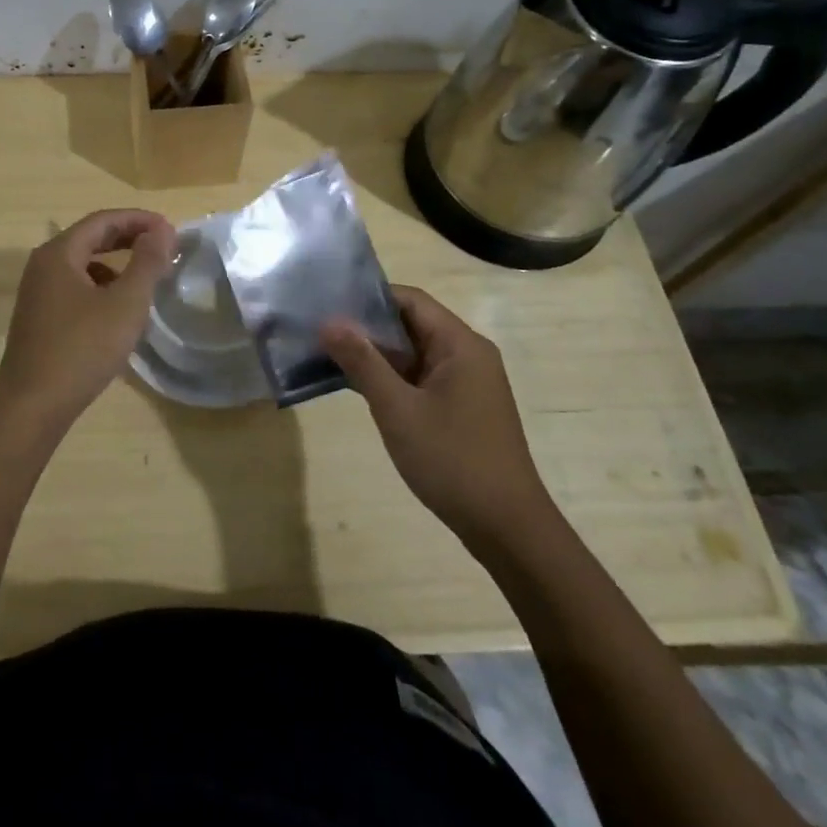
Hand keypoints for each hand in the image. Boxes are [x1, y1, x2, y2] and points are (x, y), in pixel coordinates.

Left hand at [0, 209, 176, 429]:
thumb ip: (147, 262)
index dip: (138, 220)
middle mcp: (43, 266)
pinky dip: (101, 288)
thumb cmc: (82, 349)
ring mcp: (38, 293)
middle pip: (90, 239)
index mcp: (59, 254)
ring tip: (145, 279)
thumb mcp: (125, 304)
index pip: (102, 220)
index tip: (170, 229)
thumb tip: (162, 229)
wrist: (32, 406)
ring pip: (82, 266)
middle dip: (128, 239)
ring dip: (115, 265)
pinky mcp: (40, 318)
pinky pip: (75, 288)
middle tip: (163, 246)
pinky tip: (118, 311)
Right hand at [320, 285, 557, 553]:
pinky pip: (420, 378)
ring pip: (413, 353)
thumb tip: (329, 321)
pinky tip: (357, 386)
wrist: (507, 529)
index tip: (328, 303)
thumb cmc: (452, 461)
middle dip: (366, 326)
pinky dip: (391, 377)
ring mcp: (466, 383)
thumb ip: (362, 362)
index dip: (368, 297)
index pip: (410, 299)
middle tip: (319, 330)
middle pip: (411, 323)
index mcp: (460, 345)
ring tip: (328, 354)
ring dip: (376, 354)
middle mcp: (467, 355)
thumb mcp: (398, 409)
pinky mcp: (461, 407)